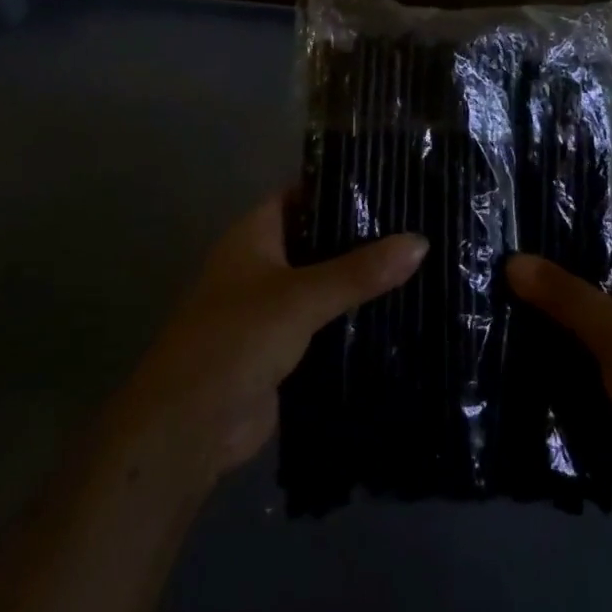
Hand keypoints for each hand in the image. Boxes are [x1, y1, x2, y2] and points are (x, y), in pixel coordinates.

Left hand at [107, 194, 427, 489]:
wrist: (190, 427)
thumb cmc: (236, 339)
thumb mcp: (301, 297)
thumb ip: (359, 271)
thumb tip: (421, 241)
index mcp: (254, 235)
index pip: (301, 195)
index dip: (340, 187)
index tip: (391, 184)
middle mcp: (261, 264)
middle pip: (317, 240)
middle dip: (360, 238)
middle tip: (418, 226)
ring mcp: (271, 308)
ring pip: (324, 284)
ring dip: (359, 282)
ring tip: (420, 265)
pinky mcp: (283, 348)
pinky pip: (324, 324)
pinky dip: (352, 320)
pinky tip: (397, 315)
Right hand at [506, 204, 611, 520]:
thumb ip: (564, 293)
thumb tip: (511, 260)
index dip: (574, 203)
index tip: (522, 197)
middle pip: (593, 259)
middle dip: (547, 254)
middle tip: (491, 239)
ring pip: (581, 304)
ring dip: (543, 299)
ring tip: (485, 277)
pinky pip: (577, 343)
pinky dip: (548, 338)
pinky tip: (503, 328)